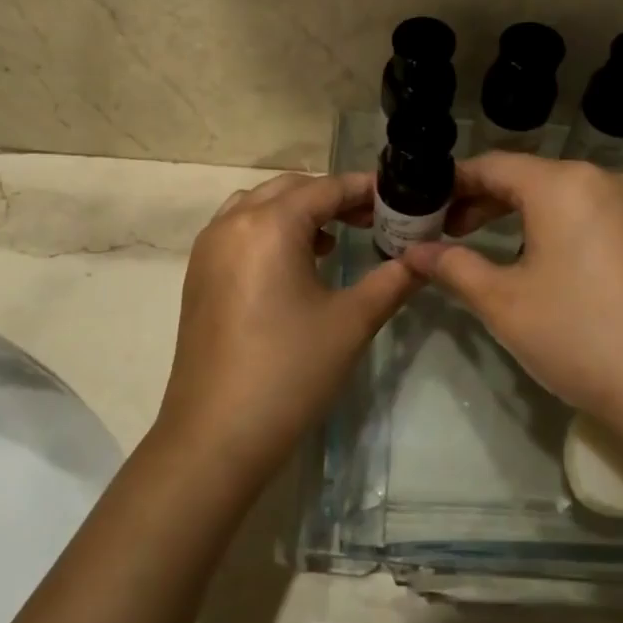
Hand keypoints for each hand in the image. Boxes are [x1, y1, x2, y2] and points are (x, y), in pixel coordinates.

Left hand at [158, 172, 419, 484]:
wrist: (216, 434)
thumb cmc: (290, 371)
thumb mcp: (351, 322)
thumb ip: (392, 280)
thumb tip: (425, 259)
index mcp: (269, 224)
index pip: (325, 189)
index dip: (364, 189)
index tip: (399, 198)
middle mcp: (232, 223)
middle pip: (289, 189)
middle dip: (331, 197)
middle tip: (372, 220)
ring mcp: (208, 249)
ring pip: (258, 206)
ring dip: (296, 212)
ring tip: (333, 239)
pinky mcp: (198, 275)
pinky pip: (238, 231)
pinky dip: (269, 231)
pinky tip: (295, 266)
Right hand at [407, 154, 622, 444]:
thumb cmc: (580, 336)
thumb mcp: (503, 302)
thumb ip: (453, 267)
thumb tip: (413, 252)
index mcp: (563, 184)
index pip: (492, 166)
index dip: (451, 184)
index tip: (419, 207)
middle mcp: (603, 181)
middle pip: (527, 177)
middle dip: (481, 201)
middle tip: (444, 232)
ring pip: (560, 197)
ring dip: (516, 216)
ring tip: (484, 248)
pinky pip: (589, 216)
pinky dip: (553, 228)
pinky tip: (538, 263)